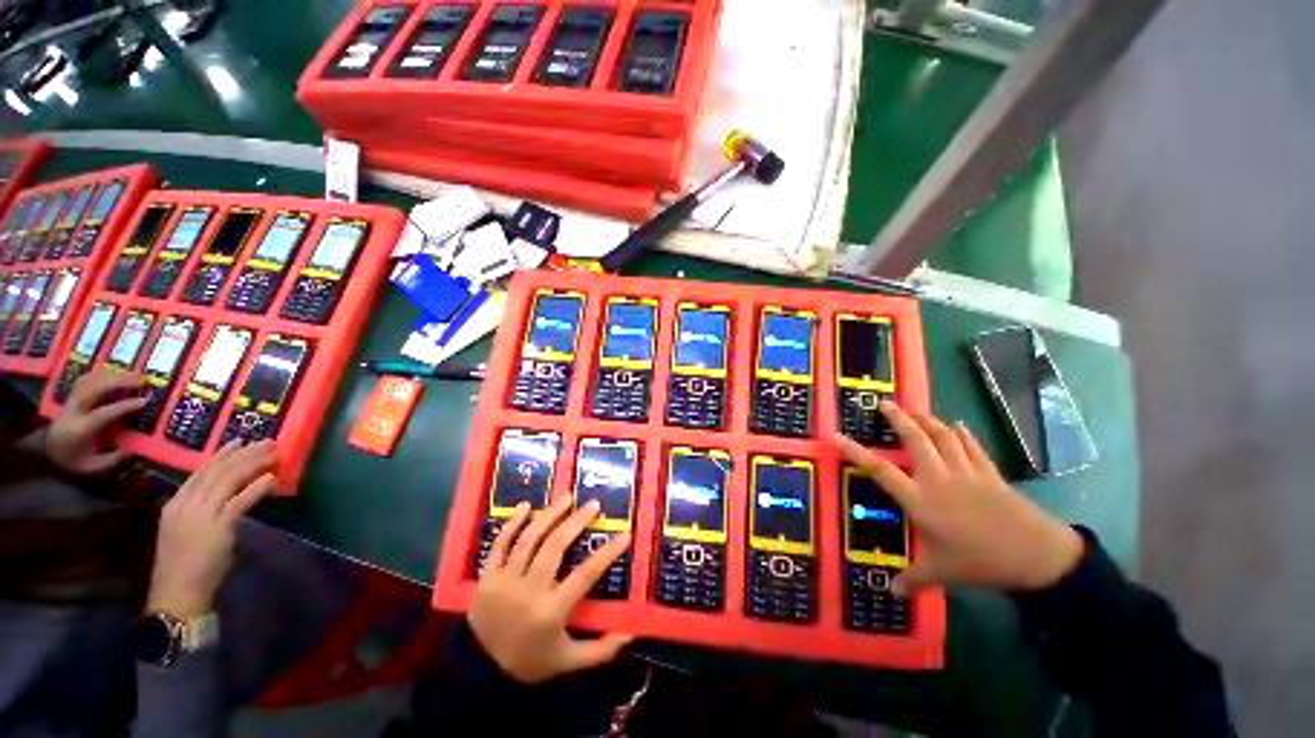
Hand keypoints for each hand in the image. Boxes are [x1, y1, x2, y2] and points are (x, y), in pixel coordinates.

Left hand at [45, 369, 148, 473]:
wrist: (46, 452)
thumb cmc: (72, 460)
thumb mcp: (93, 466)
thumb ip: (113, 458)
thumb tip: (133, 448)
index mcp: (80, 429)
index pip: (104, 413)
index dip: (125, 405)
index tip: (145, 400)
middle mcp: (74, 411)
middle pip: (95, 389)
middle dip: (118, 382)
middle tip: (142, 379)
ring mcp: (71, 401)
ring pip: (90, 381)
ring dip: (113, 376)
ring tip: (133, 374)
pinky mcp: (71, 396)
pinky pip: (85, 380)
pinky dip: (101, 375)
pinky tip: (114, 374)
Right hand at [147, 440, 277, 617]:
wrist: (176, 594)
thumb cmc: (182, 567)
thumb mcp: (185, 530)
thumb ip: (202, 511)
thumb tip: (229, 496)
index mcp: (175, 504)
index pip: (200, 472)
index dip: (221, 455)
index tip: (239, 441)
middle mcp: (185, 504)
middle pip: (217, 471)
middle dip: (243, 453)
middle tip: (267, 441)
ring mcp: (200, 515)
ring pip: (229, 480)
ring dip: (254, 463)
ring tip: (274, 453)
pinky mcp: (218, 527)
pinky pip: (240, 501)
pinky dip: (257, 487)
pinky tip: (272, 478)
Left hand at [469, 494, 634, 683]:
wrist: (479, 673)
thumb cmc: (529, 663)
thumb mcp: (568, 662)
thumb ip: (601, 650)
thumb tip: (632, 630)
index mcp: (551, 611)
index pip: (585, 575)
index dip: (607, 553)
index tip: (624, 534)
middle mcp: (529, 589)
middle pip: (555, 546)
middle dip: (577, 521)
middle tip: (593, 504)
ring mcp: (505, 580)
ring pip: (529, 538)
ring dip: (550, 514)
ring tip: (567, 496)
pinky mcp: (487, 576)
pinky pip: (500, 544)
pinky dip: (513, 523)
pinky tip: (526, 506)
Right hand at [834, 402, 1083, 593]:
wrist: (1036, 556)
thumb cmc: (979, 562)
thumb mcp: (941, 573)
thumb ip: (913, 579)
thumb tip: (892, 592)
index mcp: (919, 499)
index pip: (879, 469)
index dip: (855, 451)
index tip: (836, 435)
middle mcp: (938, 478)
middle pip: (915, 439)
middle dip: (898, 418)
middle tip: (885, 404)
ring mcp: (966, 472)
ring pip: (943, 436)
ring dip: (928, 420)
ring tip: (915, 409)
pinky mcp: (989, 474)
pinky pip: (973, 447)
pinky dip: (963, 434)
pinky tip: (958, 425)